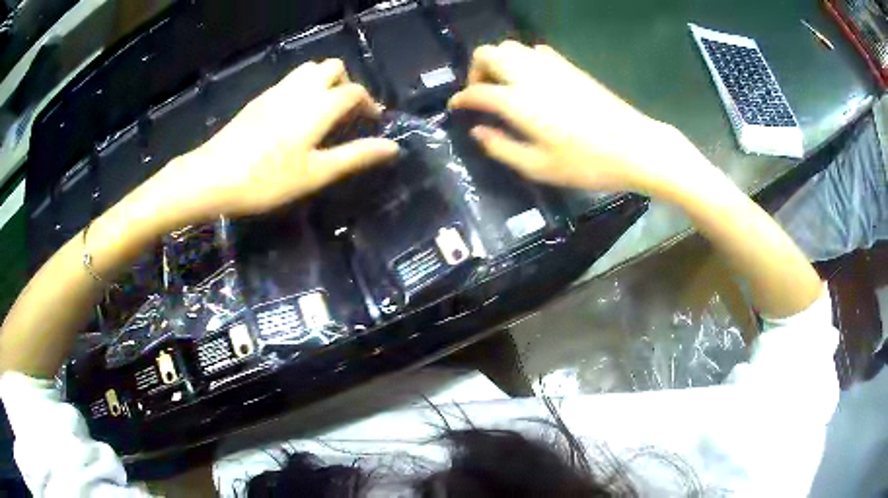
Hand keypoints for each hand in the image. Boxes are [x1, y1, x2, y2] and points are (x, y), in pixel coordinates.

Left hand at [145, 58, 398, 225]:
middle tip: (347, 115)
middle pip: (333, 68)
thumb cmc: (267, 179)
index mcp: (319, 105)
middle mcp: (300, 89)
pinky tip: (296, 116)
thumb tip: (392, 147)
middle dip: (347, 85)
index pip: (354, 92)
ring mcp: (277, 91)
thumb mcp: (316, 173)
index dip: (369, 104)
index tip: (373, 122)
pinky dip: (304, 88)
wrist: (212, 176)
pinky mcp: (260, 98)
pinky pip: (290, 80)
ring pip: (310, 70)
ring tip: (324, 112)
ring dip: (325, 83)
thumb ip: (355, 156)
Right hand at [449, 41, 710, 196]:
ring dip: (498, 62)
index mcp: (518, 101)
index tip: (456, 107)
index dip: (461, 99)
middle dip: (475, 70)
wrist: (634, 146)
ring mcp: (551, 66)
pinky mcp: (569, 66)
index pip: (477, 91)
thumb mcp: (539, 167)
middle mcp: (529, 75)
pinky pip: (536, 51)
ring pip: (510, 47)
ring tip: (504, 86)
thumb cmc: (587, 163)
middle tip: (481, 94)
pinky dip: (523, 60)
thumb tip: (477, 132)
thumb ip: (502, 148)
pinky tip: (531, 80)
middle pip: (488, 53)